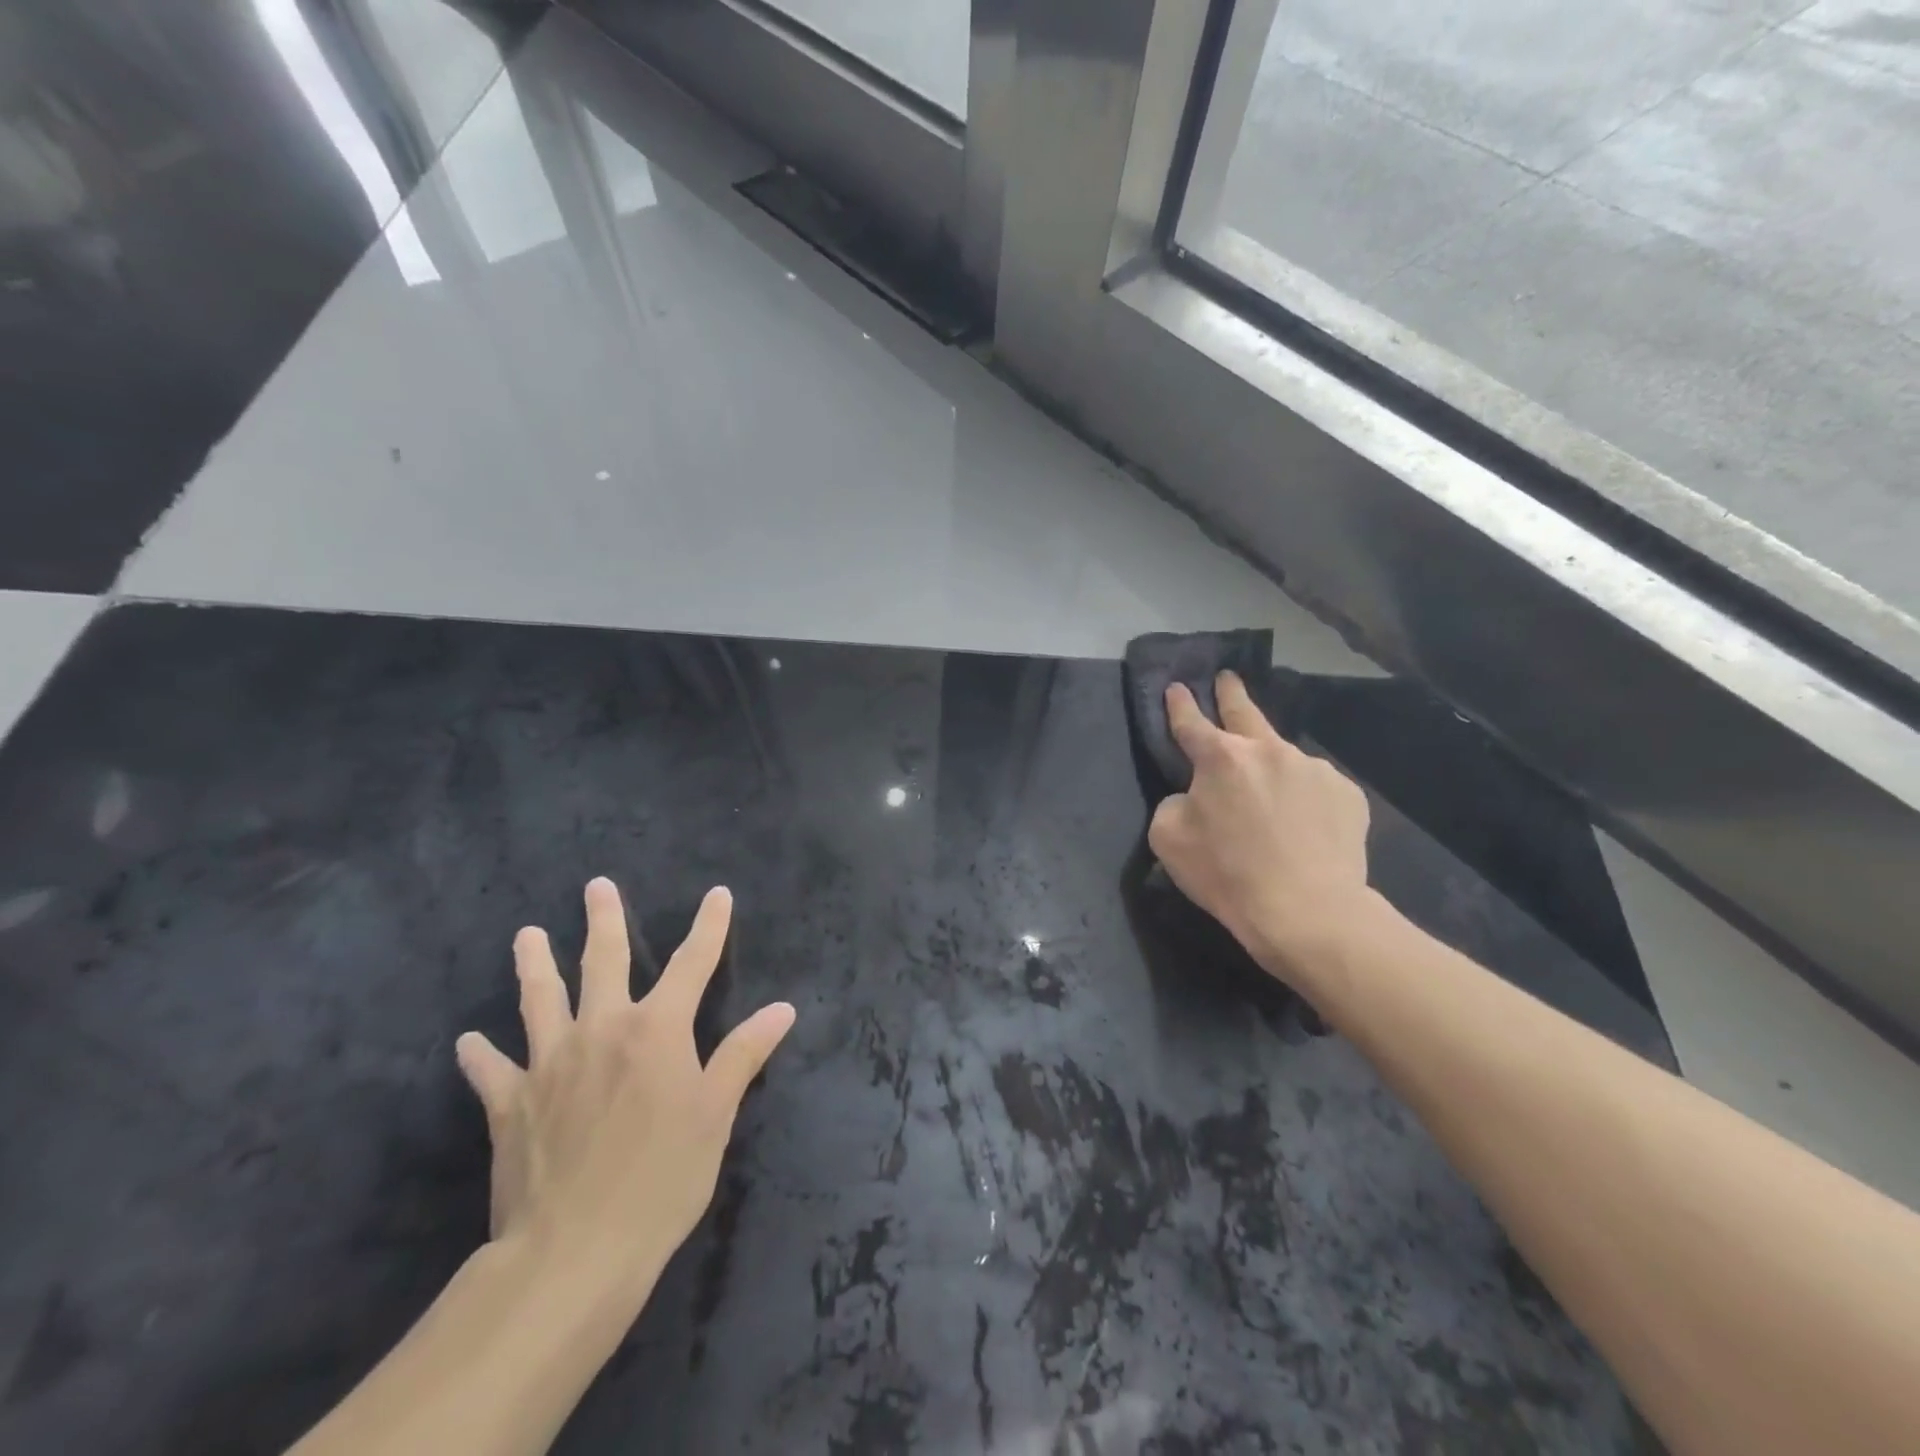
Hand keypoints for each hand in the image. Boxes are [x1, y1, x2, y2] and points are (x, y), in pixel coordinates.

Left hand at [454, 880, 794, 1295]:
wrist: (574, 1250)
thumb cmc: (662, 1177)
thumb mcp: (716, 1114)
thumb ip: (744, 1054)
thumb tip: (783, 1009)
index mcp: (657, 1029)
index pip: (693, 963)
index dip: (709, 926)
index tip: (717, 895)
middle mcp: (603, 1029)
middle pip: (604, 961)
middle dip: (605, 920)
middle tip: (596, 885)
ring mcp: (550, 1063)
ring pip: (540, 999)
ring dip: (534, 965)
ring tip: (525, 935)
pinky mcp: (510, 1104)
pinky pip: (492, 1071)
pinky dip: (482, 1054)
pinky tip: (470, 1042)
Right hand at [1147, 672, 1373, 985]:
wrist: (1306, 911)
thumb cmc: (1227, 874)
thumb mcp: (1169, 838)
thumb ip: (1175, 803)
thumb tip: (1195, 796)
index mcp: (1221, 757)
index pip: (1192, 723)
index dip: (1180, 705)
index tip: (1177, 688)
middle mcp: (1268, 750)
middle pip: (1245, 712)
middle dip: (1231, 693)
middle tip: (1228, 678)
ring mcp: (1313, 768)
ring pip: (1283, 758)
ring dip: (1271, 765)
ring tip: (1270, 796)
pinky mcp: (1346, 794)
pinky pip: (1316, 788)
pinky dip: (1304, 798)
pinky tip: (1303, 826)